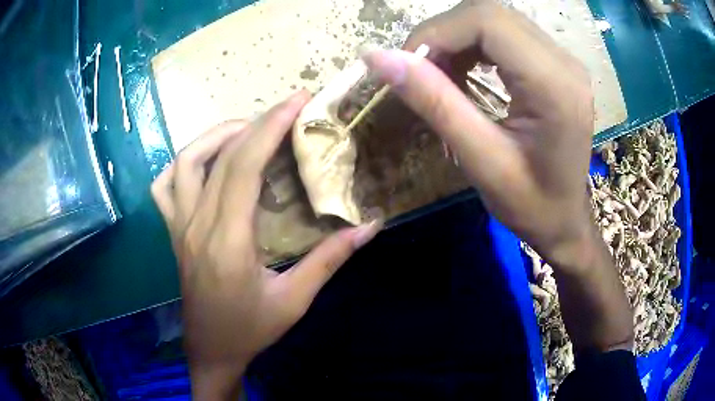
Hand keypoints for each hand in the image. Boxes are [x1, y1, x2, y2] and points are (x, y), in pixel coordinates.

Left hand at [151, 92, 381, 399]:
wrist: (211, 349)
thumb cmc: (251, 329)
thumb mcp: (295, 299)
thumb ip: (330, 259)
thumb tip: (369, 226)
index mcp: (228, 240)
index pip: (244, 165)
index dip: (271, 126)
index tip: (297, 100)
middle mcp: (197, 224)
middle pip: (220, 155)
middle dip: (256, 122)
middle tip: (286, 109)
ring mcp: (178, 225)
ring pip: (185, 161)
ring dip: (217, 136)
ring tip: (248, 131)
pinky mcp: (172, 231)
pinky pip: (164, 186)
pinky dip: (183, 163)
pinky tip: (205, 162)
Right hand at [363, 0, 594, 268]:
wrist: (565, 219)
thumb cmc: (530, 205)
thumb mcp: (481, 161)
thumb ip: (434, 103)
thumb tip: (378, 57)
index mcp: (555, 86)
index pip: (487, 21)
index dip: (437, 33)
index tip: (407, 67)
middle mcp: (564, 61)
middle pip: (489, 13)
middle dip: (444, 35)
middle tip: (421, 74)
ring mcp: (563, 59)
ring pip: (494, 19)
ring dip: (457, 40)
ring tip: (442, 78)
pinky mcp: (556, 63)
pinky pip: (505, 33)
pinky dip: (473, 46)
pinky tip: (466, 74)